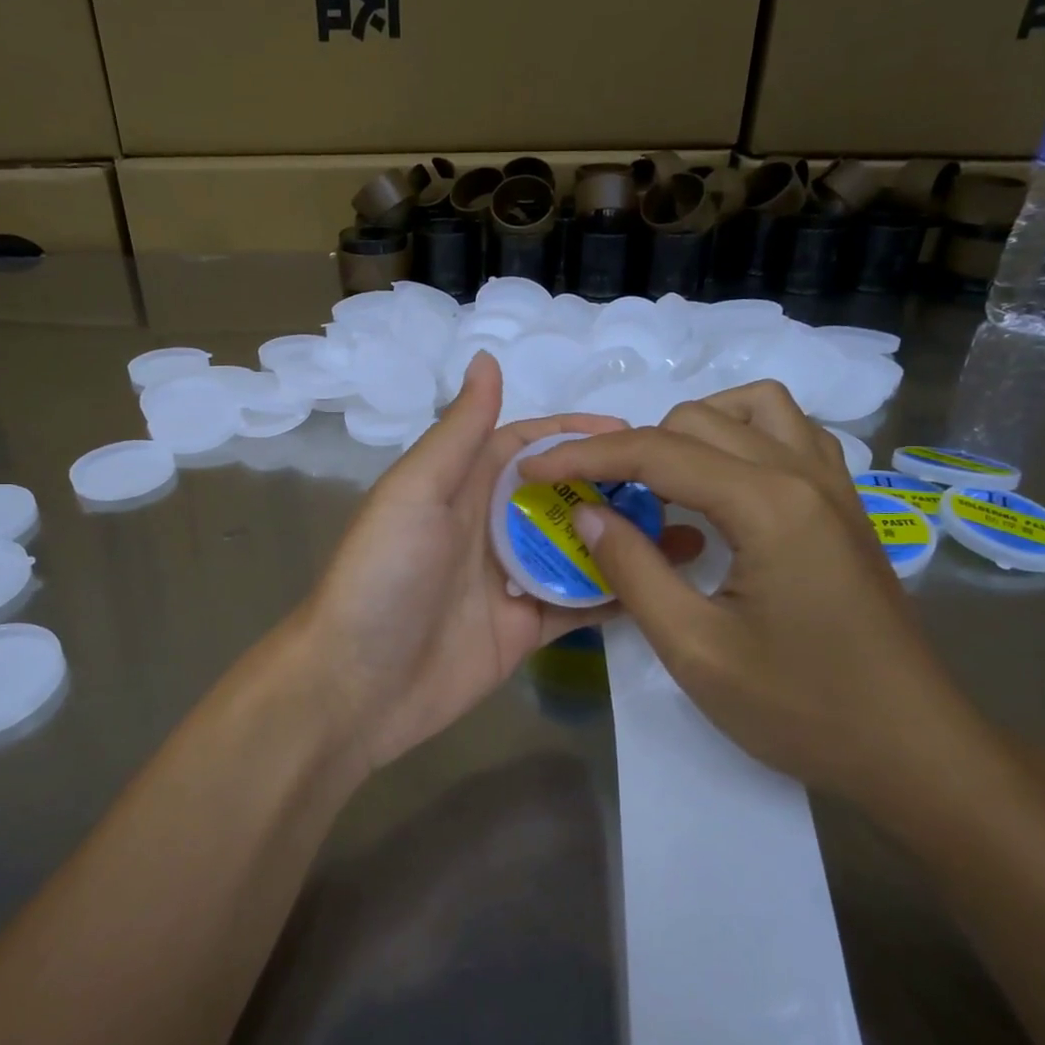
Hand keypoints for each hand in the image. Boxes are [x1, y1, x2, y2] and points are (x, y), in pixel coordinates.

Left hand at [287, 352, 696, 776]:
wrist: (357, 685)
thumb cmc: (383, 575)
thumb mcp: (416, 492)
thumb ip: (459, 433)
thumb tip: (488, 358)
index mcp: (462, 485)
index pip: (528, 445)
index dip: (576, 433)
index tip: (635, 432)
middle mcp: (490, 526)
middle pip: (561, 495)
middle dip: (612, 485)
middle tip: (677, 484)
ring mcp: (511, 580)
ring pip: (578, 548)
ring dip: (623, 538)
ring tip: (686, 529)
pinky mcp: (526, 628)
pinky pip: (579, 602)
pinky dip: (616, 592)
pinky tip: (663, 584)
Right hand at [518, 381, 984, 812]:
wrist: (914, 749)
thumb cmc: (801, 708)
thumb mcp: (695, 649)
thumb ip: (633, 571)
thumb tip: (587, 513)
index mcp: (767, 505)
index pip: (656, 452)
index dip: (585, 455)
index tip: (534, 467)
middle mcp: (804, 474)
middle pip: (697, 419)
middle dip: (632, 448)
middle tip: (596, 498)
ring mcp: (834, 484)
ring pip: (751, 408)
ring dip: (691, 430)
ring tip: (658, 480)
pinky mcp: (845, 504)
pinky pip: (789, 433)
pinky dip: (740, 437)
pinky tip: (720, 486)